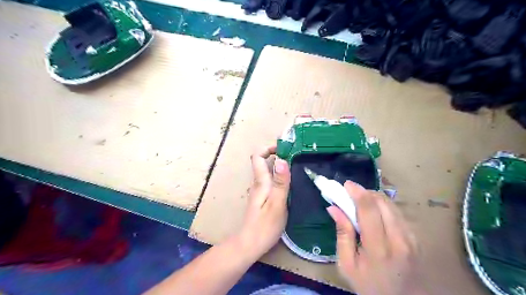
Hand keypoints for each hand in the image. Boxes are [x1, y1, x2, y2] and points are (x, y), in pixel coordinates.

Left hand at [237, 145, 291, 259]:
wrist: (250, 244)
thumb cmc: (265, 226)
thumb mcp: (277, 204)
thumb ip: (280, 182)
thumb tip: (281, 160)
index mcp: (261, 181)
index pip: (257, 156)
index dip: (268, 148)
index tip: (284, 149)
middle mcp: (258, 183)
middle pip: (263, 161)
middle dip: (277, 155)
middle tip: (296, 157)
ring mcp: (259, 191)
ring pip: (267, 171)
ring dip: (279, 166)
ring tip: (297, 168)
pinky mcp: (262, 198)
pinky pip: (270, 181)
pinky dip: (279, 176)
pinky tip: (291, 184)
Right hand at [328, 181, 428, 294]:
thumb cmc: (369, 285)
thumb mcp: (347, 265)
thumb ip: (342, 234)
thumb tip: (334, 208)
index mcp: (379, 249)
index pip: (369, 210)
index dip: (357, 193)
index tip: (346, 184)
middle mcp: (399, 240)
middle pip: (382, 202)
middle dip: (365, 192)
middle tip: (351, 194)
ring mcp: (411, 238)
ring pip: (391, 205)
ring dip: (374, 198)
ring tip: (361, 202)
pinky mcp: (416, 238)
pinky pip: (397, 213)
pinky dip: (383, 207)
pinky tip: (374, 214)